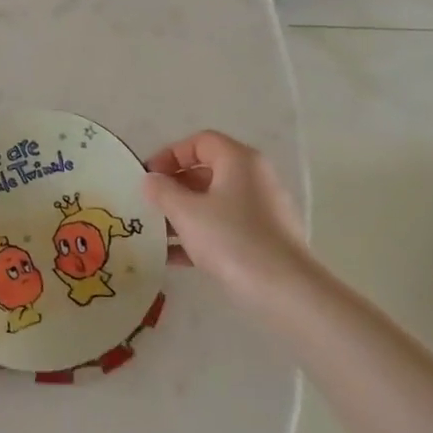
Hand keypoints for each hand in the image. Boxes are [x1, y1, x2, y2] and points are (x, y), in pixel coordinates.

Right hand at [144, 130, 316, 307]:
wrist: (285, 290)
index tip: (148, 177)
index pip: (200, 142)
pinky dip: (199, 235)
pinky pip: (223, 227)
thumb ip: (162, 191)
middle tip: (148, 205)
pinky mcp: (263, 238)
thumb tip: (151, 180)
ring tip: (154, 233)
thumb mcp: (186, 212)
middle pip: (206, 172)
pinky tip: (172, 257)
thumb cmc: (231, 239)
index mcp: (239, 161)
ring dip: (182, 214)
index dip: (169, 154)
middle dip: (173, 187)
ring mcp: (261, 210)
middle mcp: (254, 178)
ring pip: (213, 202)